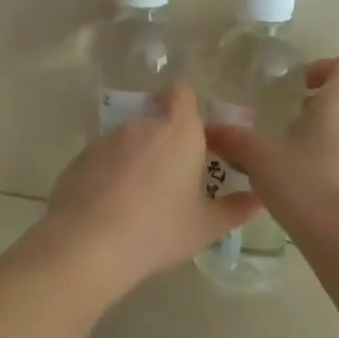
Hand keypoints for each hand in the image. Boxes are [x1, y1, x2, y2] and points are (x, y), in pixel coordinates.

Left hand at [27, 85, 259, 300]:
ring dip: (137, 158)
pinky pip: (103, 158)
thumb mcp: (205, 227)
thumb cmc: (158, 230)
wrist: (88, 245)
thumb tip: (257, 199)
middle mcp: (142, 124)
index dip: (187, 104)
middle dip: (165, 141)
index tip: (194, 133)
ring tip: (139, 199)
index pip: (183, 92)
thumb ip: (235, 209)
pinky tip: (111, 207)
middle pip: (156, 118)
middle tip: (172, 178)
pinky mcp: (80, 157)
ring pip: (129, 140)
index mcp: (179, 131)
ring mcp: (107, 139)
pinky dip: (110, 173)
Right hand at [205, 57, 338, 237]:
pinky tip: (310, 185)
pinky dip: (338, 162)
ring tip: (296, 154)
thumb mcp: (259, 156)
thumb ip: (234, 138)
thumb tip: (209, 128)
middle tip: (291, 117)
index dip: (325, 68)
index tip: (299, 85)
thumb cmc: (304, 181)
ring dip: (330, 133)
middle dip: (323, 102)